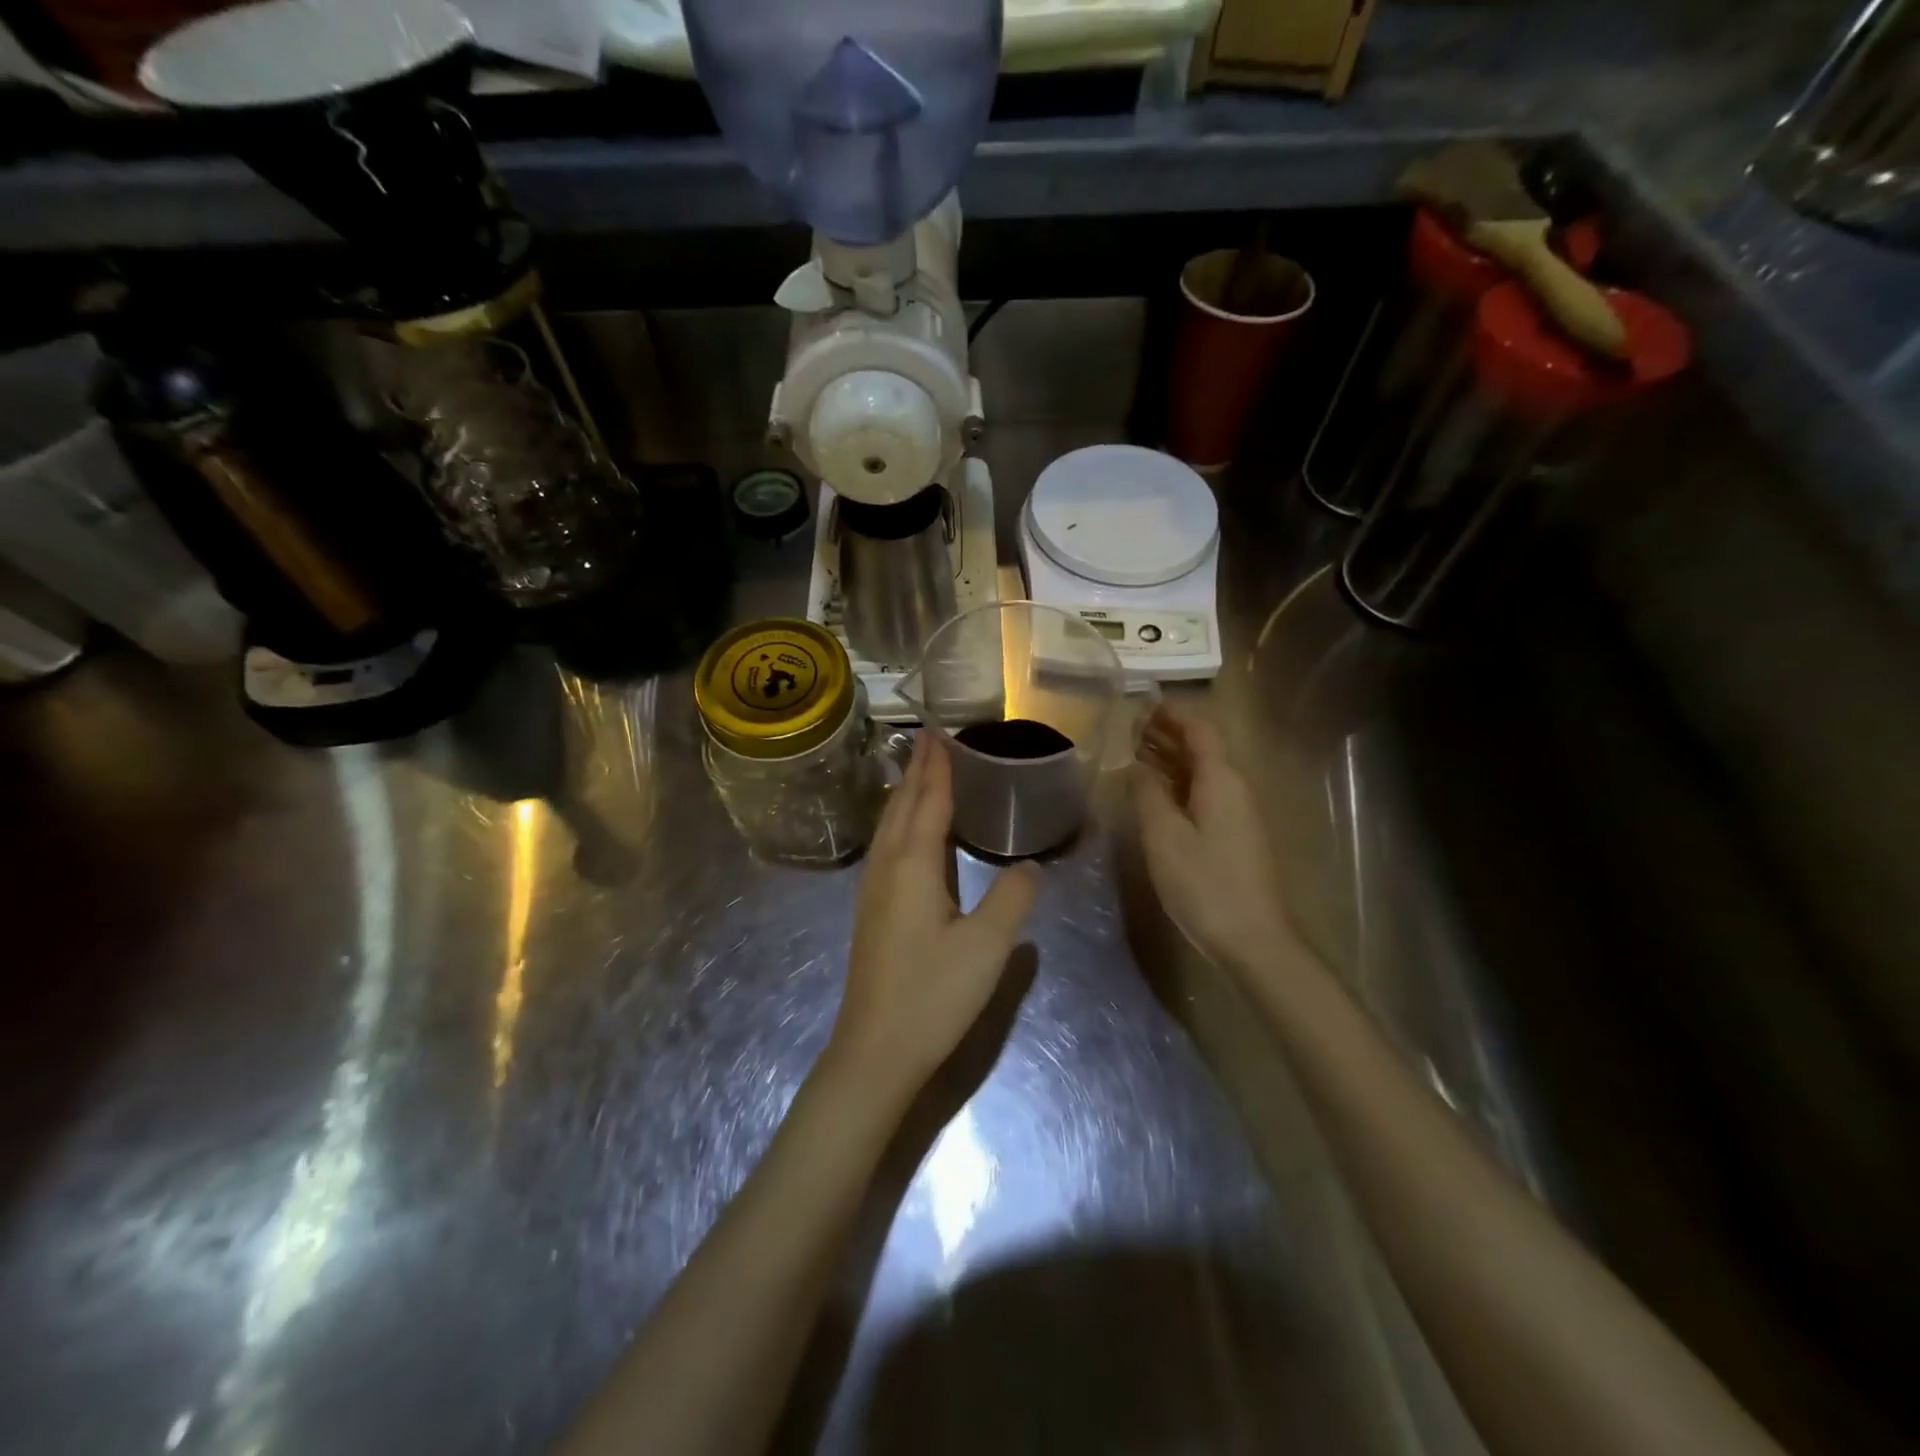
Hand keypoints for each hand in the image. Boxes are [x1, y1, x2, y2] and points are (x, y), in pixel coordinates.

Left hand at [827, 732, 1039, 1101]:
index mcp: (913, 866)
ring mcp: (873, 890)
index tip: (939, 732)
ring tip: (919, 771)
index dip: (937, 767)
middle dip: (916, 769)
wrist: (875, 1051)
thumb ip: (1013, 898)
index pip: (927, 801)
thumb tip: (1030, 865)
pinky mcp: (872, 911)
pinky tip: (908, 832)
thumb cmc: (932, 995)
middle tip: (928, 737)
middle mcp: (886, 868)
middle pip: (901, 805)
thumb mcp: (987, 947)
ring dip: (905, 793)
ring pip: (889, 826)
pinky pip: (886, 846)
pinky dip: (900, 821)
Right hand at [1132, 705, 1295, 971]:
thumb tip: (1134, 765)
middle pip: (1202, 749)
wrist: (1253, 940)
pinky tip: (1154, 795)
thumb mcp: (1164, 836)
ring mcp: (1238, 814)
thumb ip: (1147, 794)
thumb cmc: (1205, 884)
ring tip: (1133, 755)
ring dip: (1170, 760)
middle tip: (1128, 728)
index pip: (1200, 729)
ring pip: (1202, 773)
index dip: (1171, 714)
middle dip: (1167, 734)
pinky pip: (1204, 795)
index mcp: (1221, 780)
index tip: (1140, 705)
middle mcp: (1234, 788)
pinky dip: (1178, 786)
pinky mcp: (1234, 837)